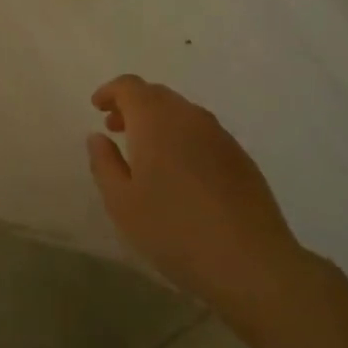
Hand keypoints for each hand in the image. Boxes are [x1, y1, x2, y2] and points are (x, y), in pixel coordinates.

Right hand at [86, 75, 306, 314]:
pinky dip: (182, 137)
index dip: (110, 91)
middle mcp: (189, 117)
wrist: (250, 261)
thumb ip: (104, 163)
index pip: (130, 86)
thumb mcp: (122, 203)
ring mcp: (220, 135)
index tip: (97, 107)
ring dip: (158, 121)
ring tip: (144, 152)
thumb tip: (98, 137)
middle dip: (132, 105)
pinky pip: (202, 132)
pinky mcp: (240, 157)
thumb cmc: (173, 230)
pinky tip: (179, 171)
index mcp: (156, 121)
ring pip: (182, 113)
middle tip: (115, 129)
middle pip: (157, 95)